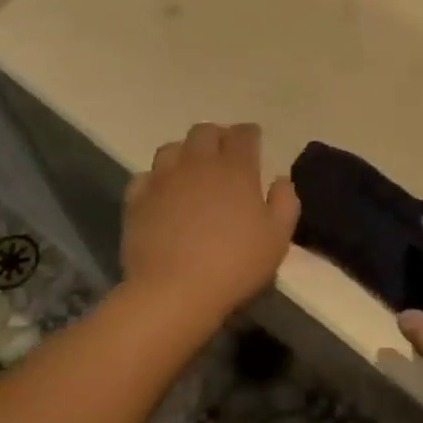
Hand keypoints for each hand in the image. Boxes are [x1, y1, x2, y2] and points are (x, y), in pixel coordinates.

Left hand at [120, 123, 298, 335]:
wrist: (174, 291)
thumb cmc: (234, 264)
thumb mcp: (278, 238)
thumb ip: (285, 202)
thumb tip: (279, 180)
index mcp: (235, 168)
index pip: (243, 134)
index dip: (250, 135)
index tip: (254, 142)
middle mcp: (198, 163)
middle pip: (205, 132)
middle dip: (217, 137)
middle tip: (223, 156)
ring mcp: (163, 179)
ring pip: (172, 148)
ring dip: (184, 154)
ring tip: (190, 172)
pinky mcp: (138, 199)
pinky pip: (145, 176)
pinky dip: (156, 180)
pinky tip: (162, 195)